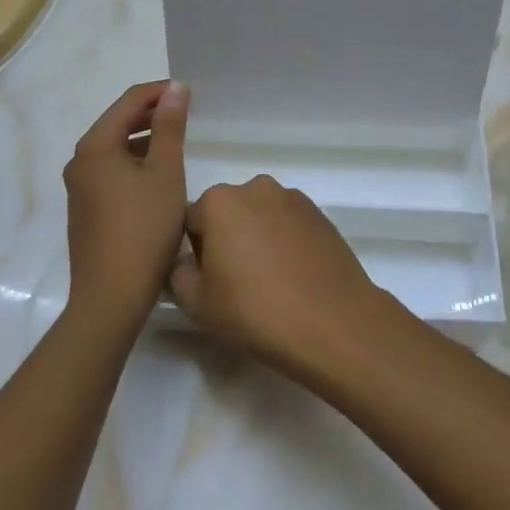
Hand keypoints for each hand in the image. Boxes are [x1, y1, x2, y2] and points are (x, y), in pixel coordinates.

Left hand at [62, 80, 189, 332]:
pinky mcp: (86, 209)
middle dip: (152, 114)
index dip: (160, 92)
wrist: (111, 296)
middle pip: (118, 122)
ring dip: (145, 139)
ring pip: (116, 148)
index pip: (129, 101)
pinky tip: (158, 176)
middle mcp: (80, 160)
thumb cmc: (143, 228)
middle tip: (187, 113)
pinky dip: (135, 163)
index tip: (190, 93)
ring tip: (177, 142)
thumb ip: (171, 127)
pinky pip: (112, 171)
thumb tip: (176, 88)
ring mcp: (80, 187)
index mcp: (95, 146)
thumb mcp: (165, 173)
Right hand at [169, 175, 392, 382]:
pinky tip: (292, 274)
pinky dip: (284, 240)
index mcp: (219, 201)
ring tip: (268, 280)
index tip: (208, 281)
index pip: (191, 221)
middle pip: (227, 213)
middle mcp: (255, 187)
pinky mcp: (319, 213)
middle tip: (236, 282)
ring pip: (259, 215)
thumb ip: (177, 274)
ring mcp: (292, 197)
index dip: (194, 253)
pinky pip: (287, 223)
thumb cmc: (256, 311)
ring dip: (257, 237)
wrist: (332, 322)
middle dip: (226, 239)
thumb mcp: (198, 304)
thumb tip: (184, 262)